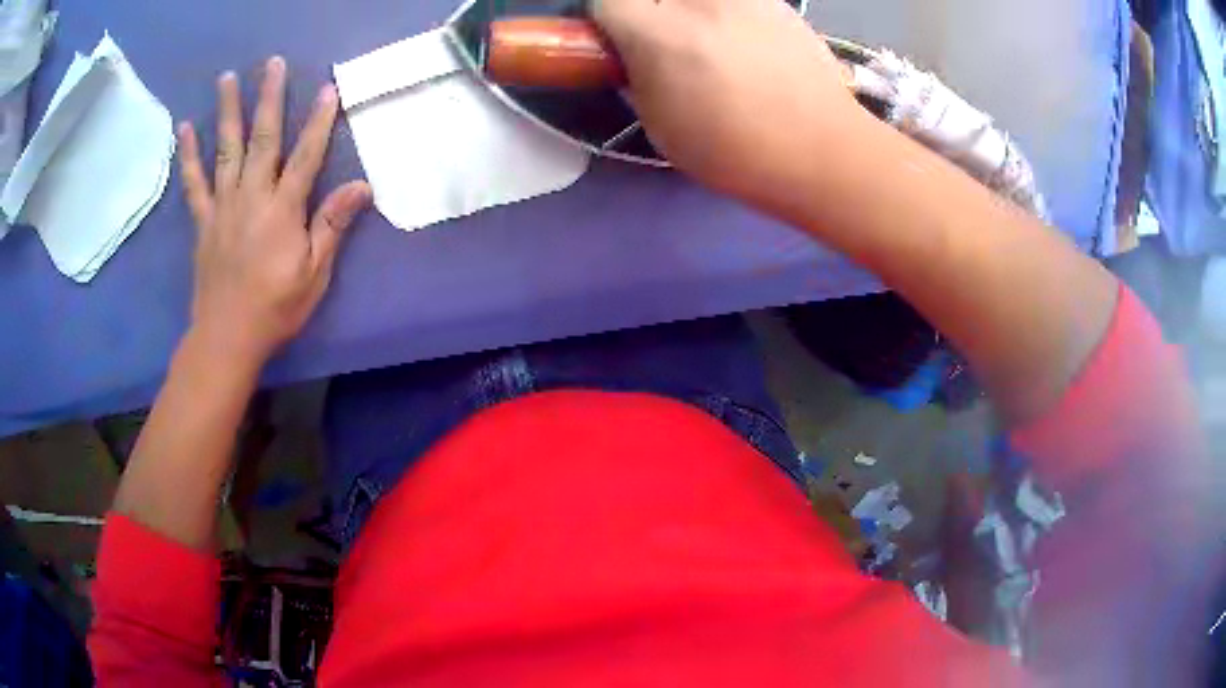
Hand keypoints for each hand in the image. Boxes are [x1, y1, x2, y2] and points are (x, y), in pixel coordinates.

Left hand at [177, 56, 370, 366]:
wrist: (226, 338)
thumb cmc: (275, 309)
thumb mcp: (314, 274)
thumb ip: (331, 225)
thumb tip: (361, 186)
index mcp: (282, 210)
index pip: (306, 156)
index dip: (319, 121)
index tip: (328, 88)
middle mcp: (251, 197)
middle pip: (262, 138)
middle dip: (269, 98)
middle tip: (272, 63)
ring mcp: (223, 206)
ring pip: (226, 149)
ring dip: (227, 111)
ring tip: (227, 78)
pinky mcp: (203, 221)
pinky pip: (194, 182)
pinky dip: (189, 154)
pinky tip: (185, 128)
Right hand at [593, 0, 863, 204]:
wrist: (821, 149)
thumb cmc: (736, 151)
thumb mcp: (661, 125)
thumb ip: (638, 77)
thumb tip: (637, 56)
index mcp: (661, 34)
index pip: (607, 1)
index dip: (608, 22)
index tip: (618, 41)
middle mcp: (699, 1)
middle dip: (647, 11)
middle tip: (663, 40)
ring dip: (688, 12)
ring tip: (708, 40)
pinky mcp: (774, 0)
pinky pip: (734, 1)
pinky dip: (725, 13)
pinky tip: (743, 41)